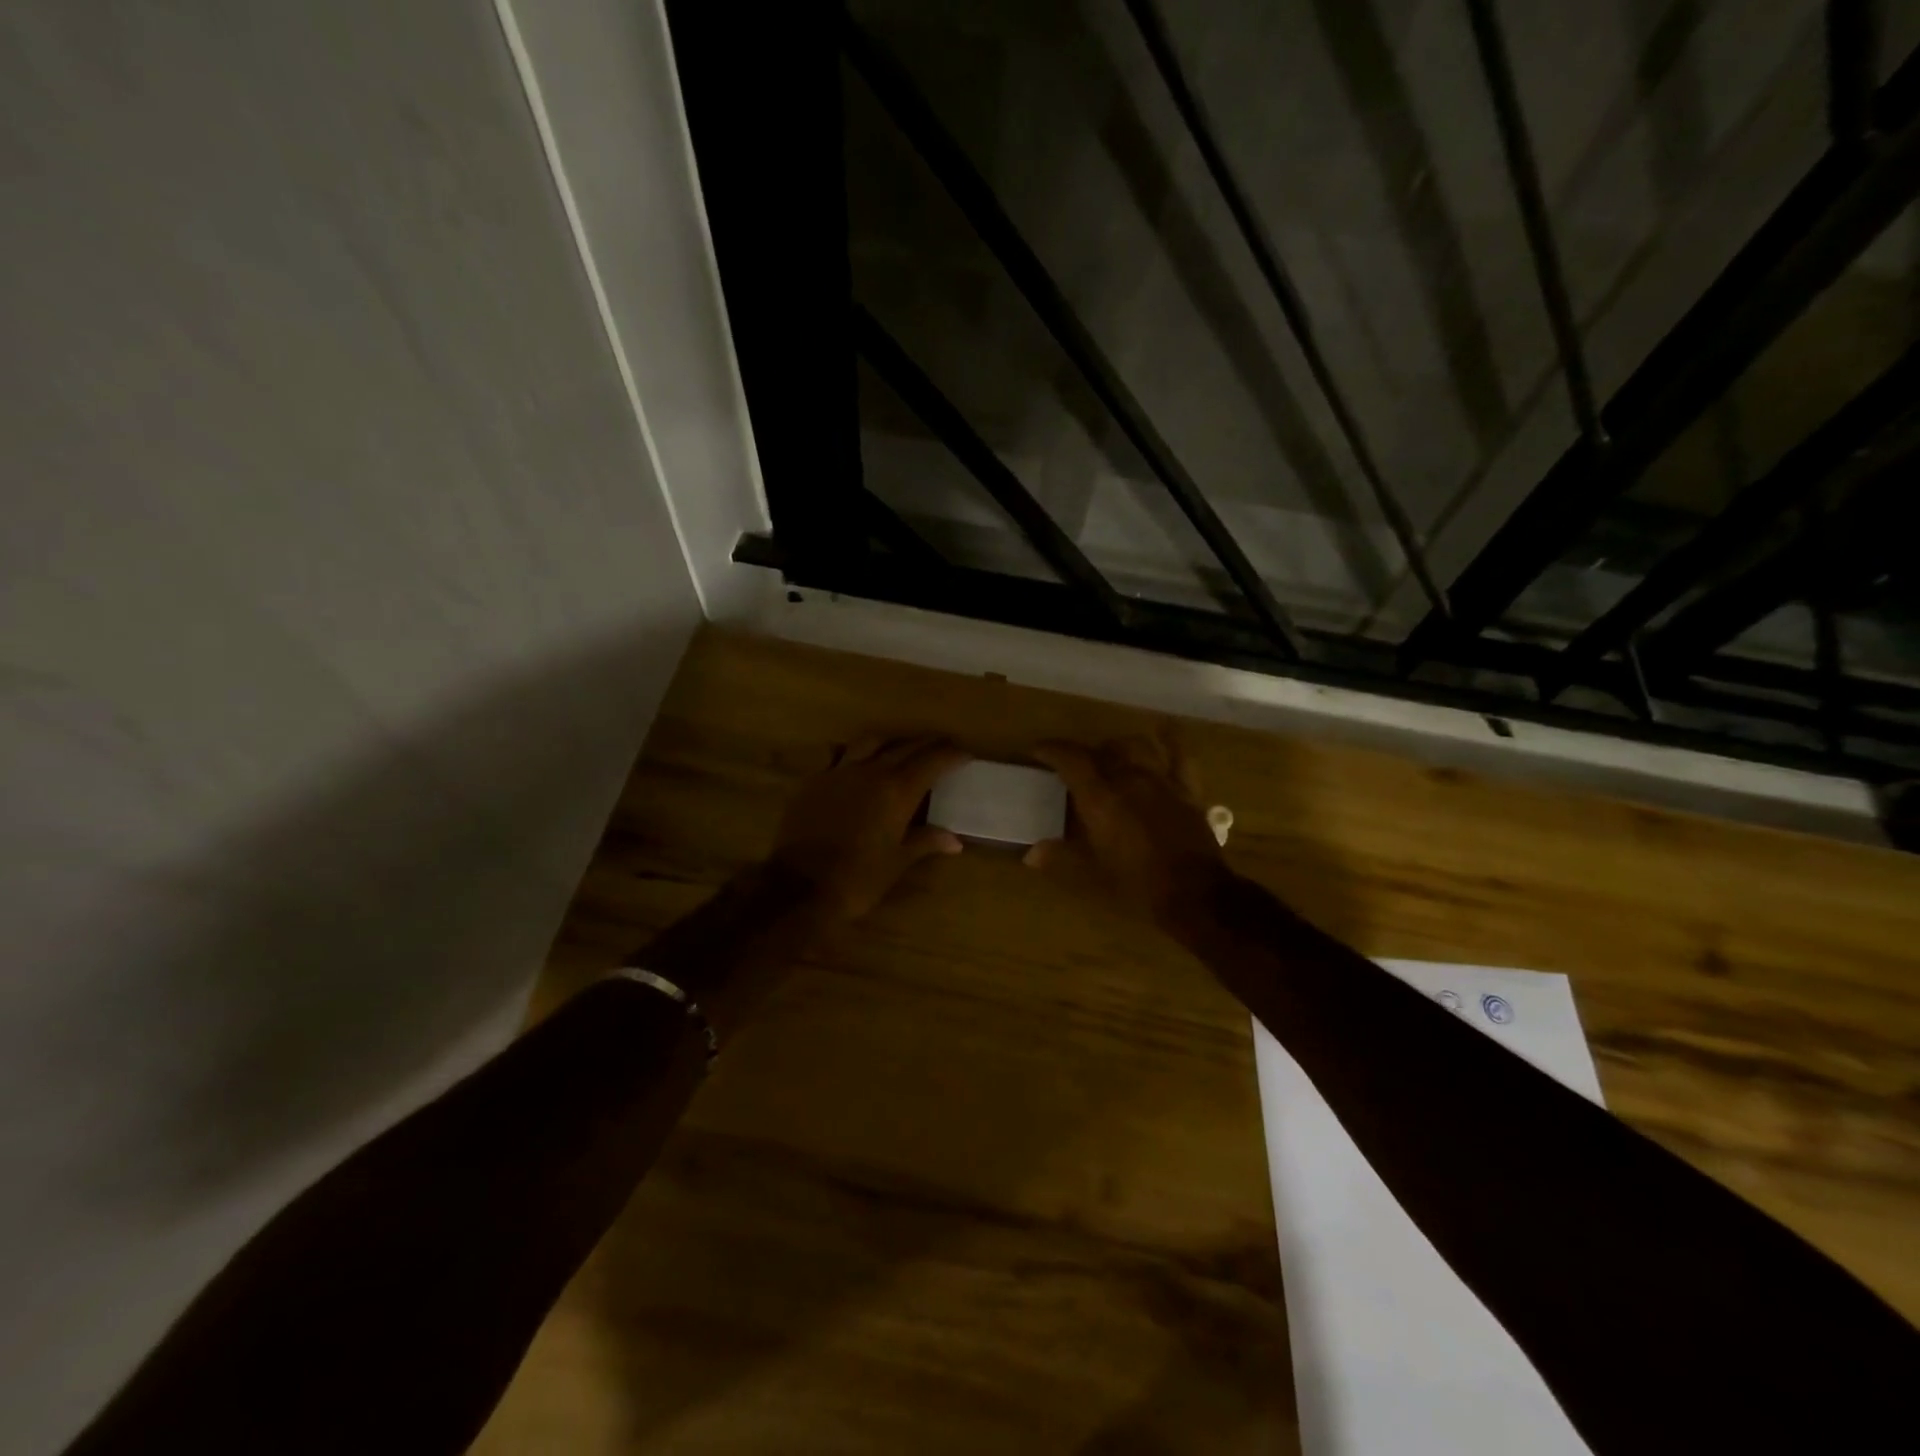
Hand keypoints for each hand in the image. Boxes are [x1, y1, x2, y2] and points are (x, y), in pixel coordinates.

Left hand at [769, 735, 970, 922]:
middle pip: (905, 747)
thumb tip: (954, 840)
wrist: (799, 885)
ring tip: (900, 746)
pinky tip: (854, 758)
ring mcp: (839, 772)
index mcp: (897, 791)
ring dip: (891, 740)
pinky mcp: (814, 780)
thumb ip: (925, 842)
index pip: (932, 762)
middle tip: (942, 745)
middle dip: (927, 744)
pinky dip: (852, 752)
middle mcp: (871, 772)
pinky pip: (836, 754)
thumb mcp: (897, 862)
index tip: (965, 754)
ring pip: (870, 742)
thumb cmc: (857, 878)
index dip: (951, 755)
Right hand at [1026, 734, 1229, 933]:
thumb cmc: (1137, 886)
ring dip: (1118, 746)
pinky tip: (1165, 729)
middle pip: (1102, 751)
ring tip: (1110, 755)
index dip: (1051, 750)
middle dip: (1083, 753)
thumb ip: (1060, 859)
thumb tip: (1031, 854)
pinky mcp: (1187, 790)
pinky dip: (1171, 740)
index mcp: (1100, 798)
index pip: (1070, 759)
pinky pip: (1180, 755)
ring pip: (1136, 746)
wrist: (1194, 895)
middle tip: (1072, 767)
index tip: (1037, 751)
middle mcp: (1128, 779)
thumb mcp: (1091, 876)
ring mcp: (1161, 781)